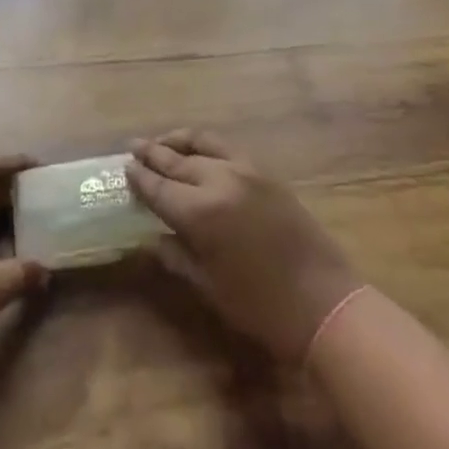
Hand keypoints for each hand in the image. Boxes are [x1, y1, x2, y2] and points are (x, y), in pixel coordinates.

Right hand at [127, 130, 361, 364]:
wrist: (324, 303)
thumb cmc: (262, 308)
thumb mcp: (210, 288)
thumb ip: (177, 256)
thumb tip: (152, 237)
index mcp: (200, 214)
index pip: (159, 189)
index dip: (140, 179)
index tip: (124, 169)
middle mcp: (219, 181)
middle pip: (176, 161)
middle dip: (152, 154)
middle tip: (132, 148)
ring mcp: (244, 170)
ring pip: (202, 144)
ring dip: (177, 141)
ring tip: (161, 142)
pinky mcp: (264, 171)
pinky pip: (226, 147)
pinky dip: (205, 144)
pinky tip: (198, 151)